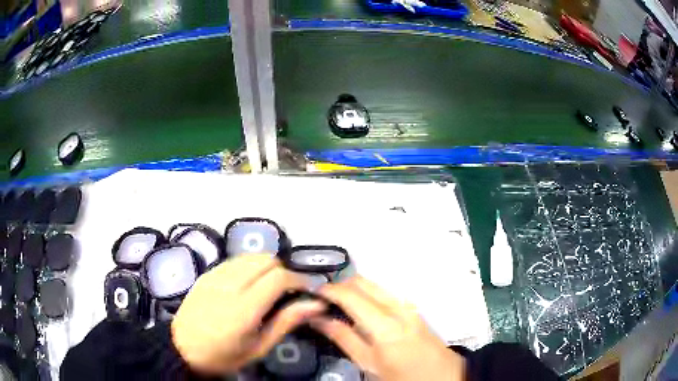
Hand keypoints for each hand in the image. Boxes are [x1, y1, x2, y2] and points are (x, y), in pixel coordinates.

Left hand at [171, 255, 325, 374]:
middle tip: (286, 292)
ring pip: (251, 256)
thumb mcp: (259, 347)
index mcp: (244, 308)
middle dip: (283, 271)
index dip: (298, 280)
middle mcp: (229, 284)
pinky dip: (249, 267)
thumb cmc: (223, 355)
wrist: (182, 347)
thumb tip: (315, 304)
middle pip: (266, 259)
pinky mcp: (207, 273)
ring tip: (268, 288)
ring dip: (266, 267)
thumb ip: (286, 322)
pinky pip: (235, 261)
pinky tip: (248, 285)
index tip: (305, 292)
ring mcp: (215, 275)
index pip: (278, 277)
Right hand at [311, 276, 465, 380]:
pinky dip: (368, 293)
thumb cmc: (402, 375)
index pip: (350, 295)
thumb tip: (320, 319)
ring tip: (338, 304)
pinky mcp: (412, 307)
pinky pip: (384, 291)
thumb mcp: (369, 363)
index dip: (329, 290)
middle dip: (340, 285)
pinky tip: (360, 308)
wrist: (440, 374)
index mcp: (384, 323)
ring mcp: (407, 304)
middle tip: (323, 299)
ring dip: (354, 288)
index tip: (313, 292)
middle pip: (362, 281)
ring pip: (374, 284)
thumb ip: (344, 338)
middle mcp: (397, 306)